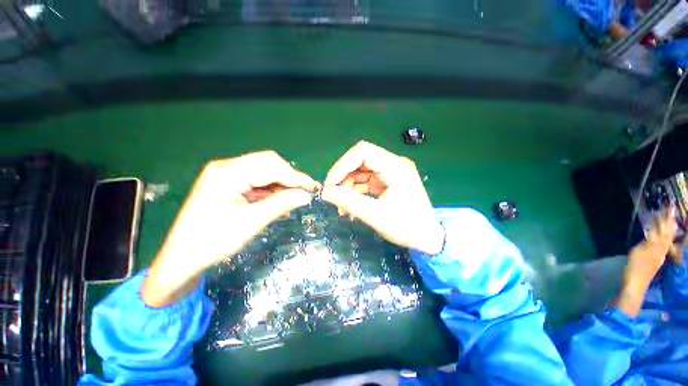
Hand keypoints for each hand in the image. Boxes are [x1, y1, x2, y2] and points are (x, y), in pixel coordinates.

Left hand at [143, 151, 317, 306]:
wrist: (182, 259)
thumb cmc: (214, 241)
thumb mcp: (252, 222)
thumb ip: (281, 204)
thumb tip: (306, 195)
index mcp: (228, 172)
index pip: (271, 165)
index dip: (295, 176)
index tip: (313, 187)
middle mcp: (227, 167)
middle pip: (268, 164)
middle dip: (289, 178)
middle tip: (304, 194)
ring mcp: (227, 175)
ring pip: (264, 173)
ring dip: (281, 185)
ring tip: (293, 200)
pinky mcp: (229, 185)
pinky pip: (256, 182)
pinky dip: (271, 191)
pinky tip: (279, 202)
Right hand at [321, 141, 443, 254]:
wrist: (428, 239)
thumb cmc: (407, 228)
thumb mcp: (376, 215)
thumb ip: (349, 202)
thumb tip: (325, 192)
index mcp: (396, 167)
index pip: (363, 152)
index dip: (342, 165)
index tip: (330, 183)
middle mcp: (393, 164)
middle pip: (360, 161)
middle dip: (343, 178)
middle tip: (333, 196)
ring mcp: (390, 173)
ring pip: (360, 172)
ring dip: (347, 187)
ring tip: (342, 208)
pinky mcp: (387, 182)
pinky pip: (365, 182)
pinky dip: (355, 192)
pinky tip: (350, 207)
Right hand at [616, 207, 677, 316]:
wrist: (634, 285)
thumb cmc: (636, 268)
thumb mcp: (639, 253)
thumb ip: (648, 242)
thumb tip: (653, 231)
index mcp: (659, 247)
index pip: (665, 229)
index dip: (666, 219)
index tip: (670, 207)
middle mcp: (662, 249)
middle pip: (667, 233)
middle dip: (668, 222)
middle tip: (671, 210)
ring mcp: (659, 255)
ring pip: (666, 239)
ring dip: (667, 228)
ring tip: (669, 220)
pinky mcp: (654, 259)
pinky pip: (661, 244)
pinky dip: (662, 237)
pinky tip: (660, 235)